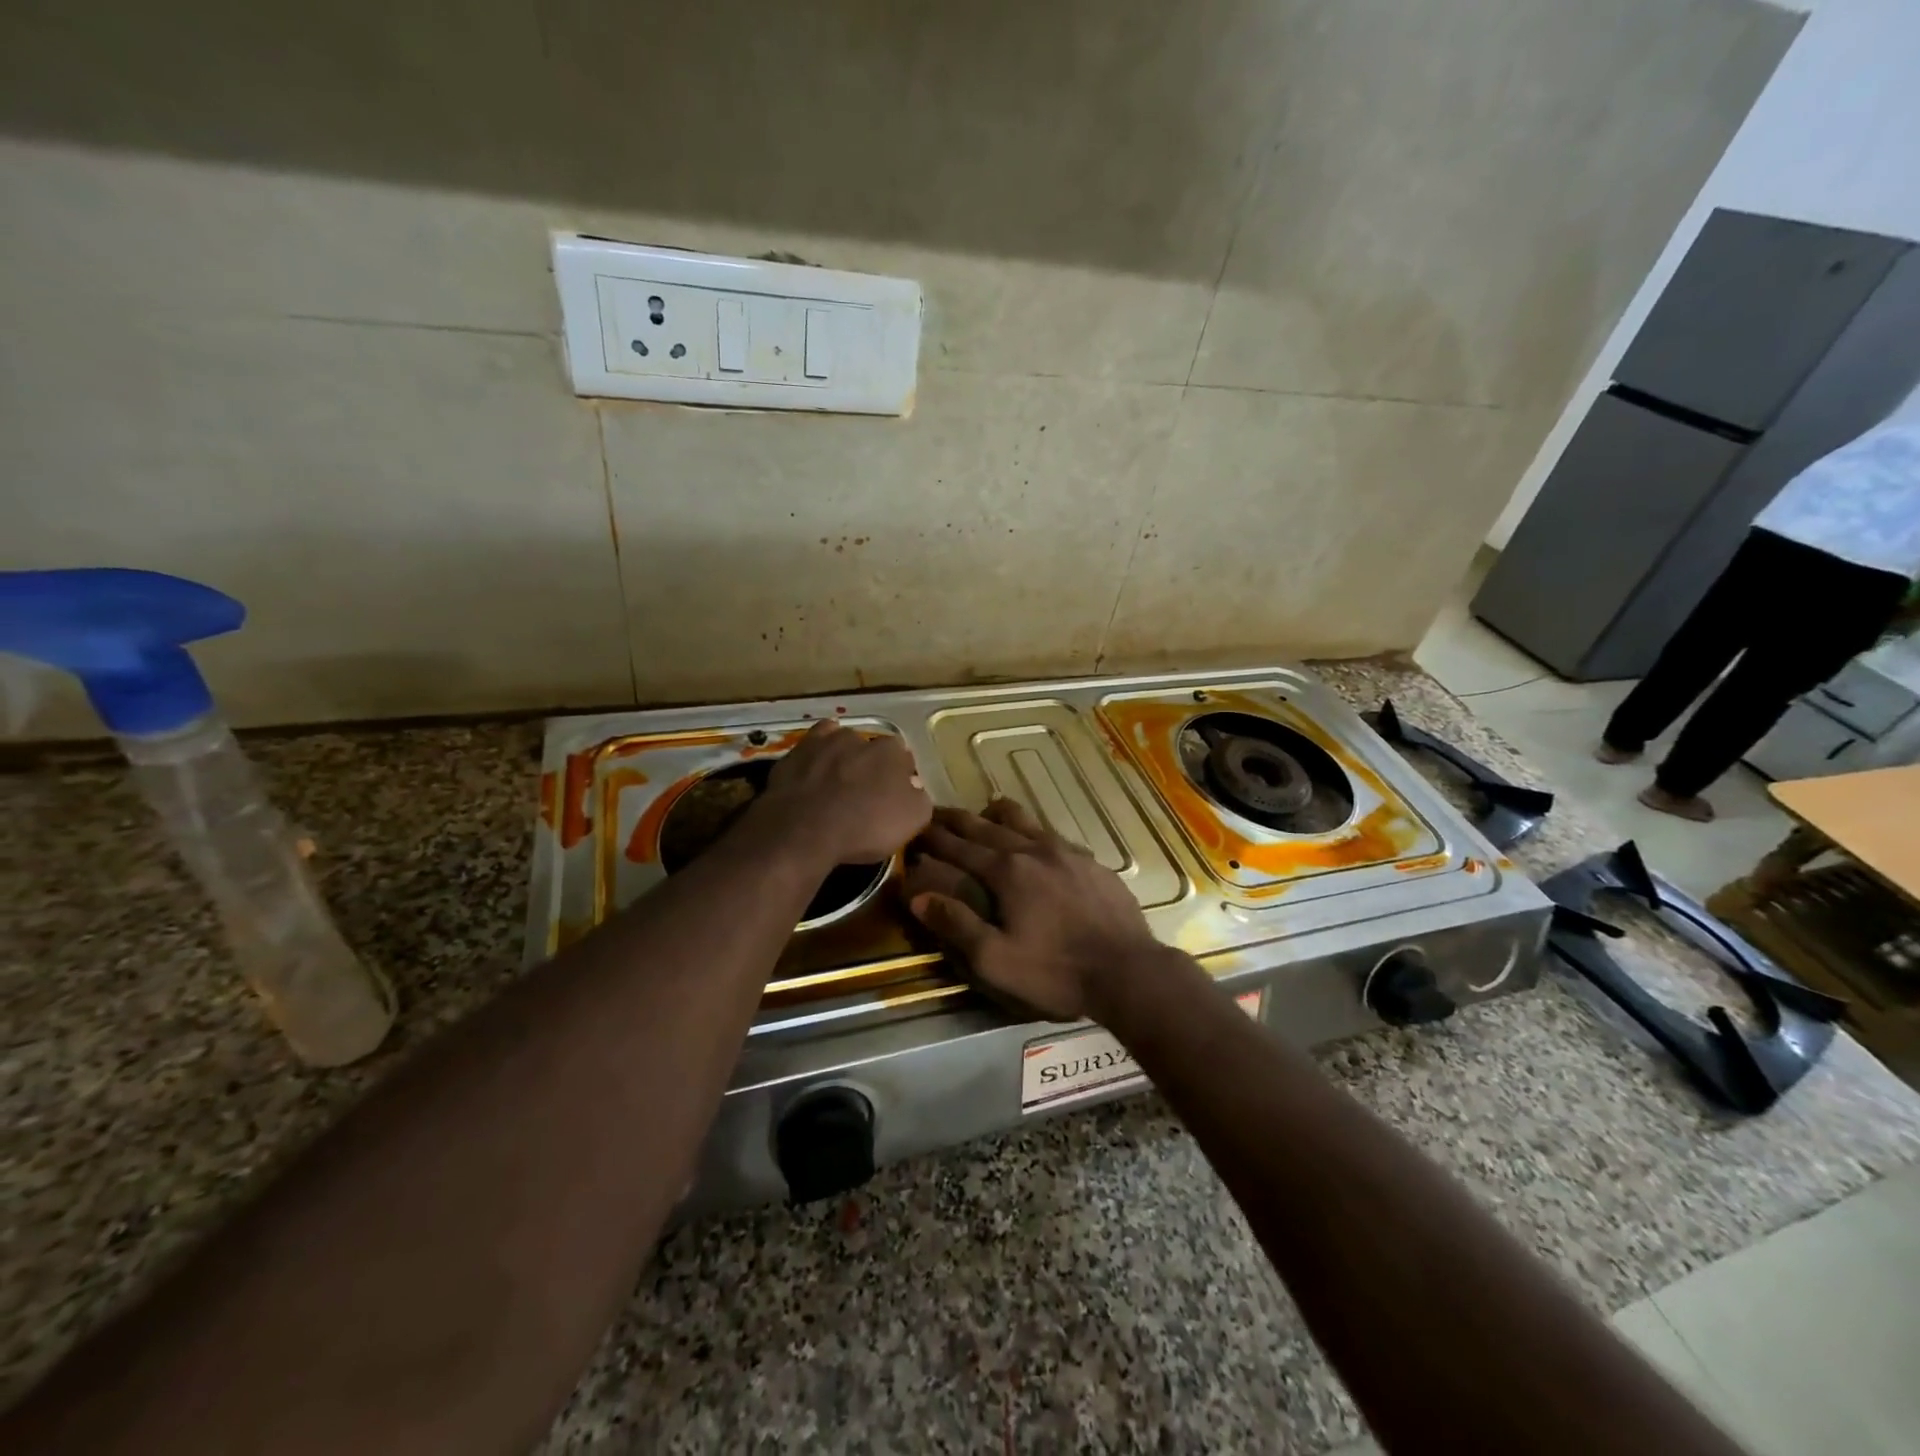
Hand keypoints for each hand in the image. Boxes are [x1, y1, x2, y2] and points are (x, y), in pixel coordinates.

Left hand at [753, 719, 931, 865]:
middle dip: (871, 766)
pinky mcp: (796, 752)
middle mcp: (860, 738)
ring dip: (843, 759)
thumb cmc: (864, 827)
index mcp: (892, 752)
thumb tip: (914, 786)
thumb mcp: (912, 821)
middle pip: (872, 749)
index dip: (901, 776)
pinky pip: (813, 746)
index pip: (904, 757)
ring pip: (841, 744)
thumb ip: (920, 797)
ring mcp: (825, 741)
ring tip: (837, 784)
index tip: (895, 795)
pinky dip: (817, 755)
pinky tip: (815, 770)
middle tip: (866, 793)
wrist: (803, 831)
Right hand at [905, 799, 1163, 1020]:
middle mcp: (1034, 850)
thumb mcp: (996, 960)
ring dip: (997, 816)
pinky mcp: (1092, 862)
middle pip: (987, 827)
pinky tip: (1037, 841)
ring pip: (1025, 822)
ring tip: (986, 811)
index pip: (959, 847)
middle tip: (936, 812)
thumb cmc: (1056, 971)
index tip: (914, 827)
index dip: (933, 838)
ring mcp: (1067, 852)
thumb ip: (956, 925)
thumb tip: (917, 897)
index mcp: (1007, 871)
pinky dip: (1032, 831)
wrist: (1128, 970)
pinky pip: (1053, 835)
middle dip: (958, 820)